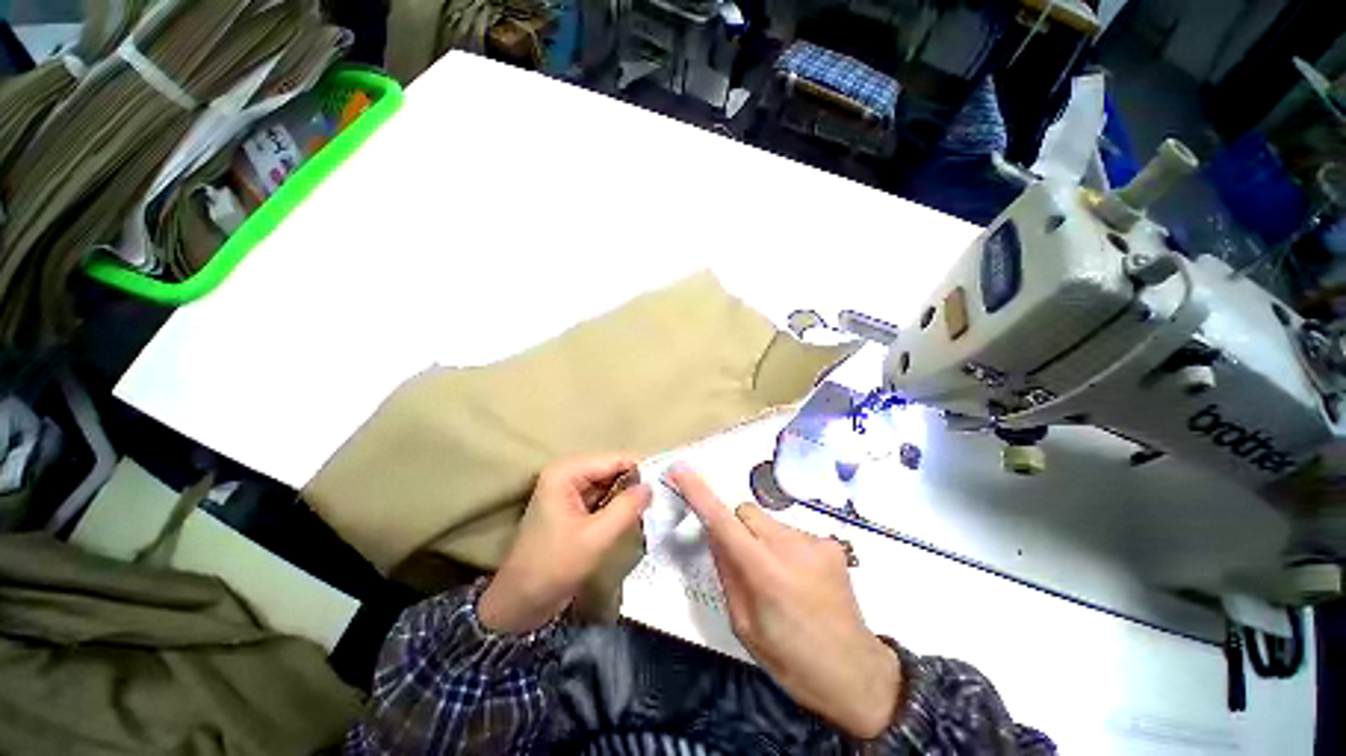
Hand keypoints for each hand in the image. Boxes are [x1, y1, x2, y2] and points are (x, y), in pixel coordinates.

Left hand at [479, 455, 651, 633]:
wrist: (521, 603)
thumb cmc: (554, 565)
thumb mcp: (596, 537)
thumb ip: (626, 507)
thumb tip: (651, 487)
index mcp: (566, 472)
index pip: (614, 459)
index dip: (641, 468)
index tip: (667, 480)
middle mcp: (567, 473)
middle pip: (612, 469)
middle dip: (636, 481)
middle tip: (663, 495)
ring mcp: (569, 490)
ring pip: (609, 483)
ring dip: (629, 494)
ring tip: (655, 504)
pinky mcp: (573, 506)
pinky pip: (603, 497)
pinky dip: (618, 504)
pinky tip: (636, 514)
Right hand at [670, 464, 900, 739]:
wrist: (856, 673)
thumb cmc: (791, 660)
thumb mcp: (744, 625)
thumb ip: (727, 572)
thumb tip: (715, 534)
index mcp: (764, 572)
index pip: (723, 521)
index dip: (700, 492)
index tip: (681, 470)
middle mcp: (790, 546)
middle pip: (746, 512)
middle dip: (736, 528)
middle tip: (744, 563)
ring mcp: (814, 540)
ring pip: (768, 521)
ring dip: (762, 539)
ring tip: (778, 577)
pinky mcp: (831, 542)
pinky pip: (791, 532)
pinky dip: (785, 547)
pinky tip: (800, 577)